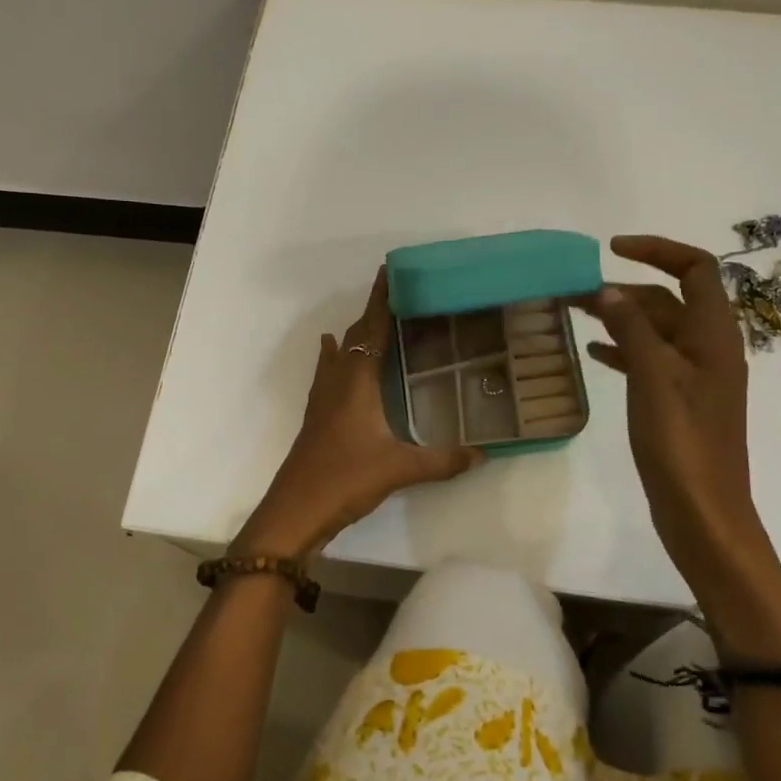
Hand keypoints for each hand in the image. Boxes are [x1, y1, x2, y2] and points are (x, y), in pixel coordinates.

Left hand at [235, 269, 482, 557]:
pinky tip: (333, 353)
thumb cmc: (346, 478)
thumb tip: (483, 454)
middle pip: (354, 336)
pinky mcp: (316, 417)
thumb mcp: (400, 469)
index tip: (390, 272)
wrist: (297, 508)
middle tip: (399, 300)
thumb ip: (443, 461)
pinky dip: (335, 356)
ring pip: (338, 354)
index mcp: (357, 381)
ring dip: (355, 335)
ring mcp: (322, 399)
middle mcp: (337, 381)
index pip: (371, 329)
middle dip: (373, 315)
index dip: (381, 301)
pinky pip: (328, 373)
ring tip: (375, 323)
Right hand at [578, 235, 780, 588]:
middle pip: (669, 299)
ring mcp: (694, 377)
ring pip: (655, 330)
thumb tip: (607, 289)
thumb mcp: (653, 376)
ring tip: (575, 314)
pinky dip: (623, 349)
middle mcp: (708, 348)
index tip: (612, 248)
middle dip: (625, 288)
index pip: (696, 268)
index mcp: (713, 335)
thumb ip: (631, 327)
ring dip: (619, 317)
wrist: (703, 512)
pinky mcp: (678, 401)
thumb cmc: (682, 441)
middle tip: (574, 291)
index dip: (657, 249)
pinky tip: (593, 353)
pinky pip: (649, 360)